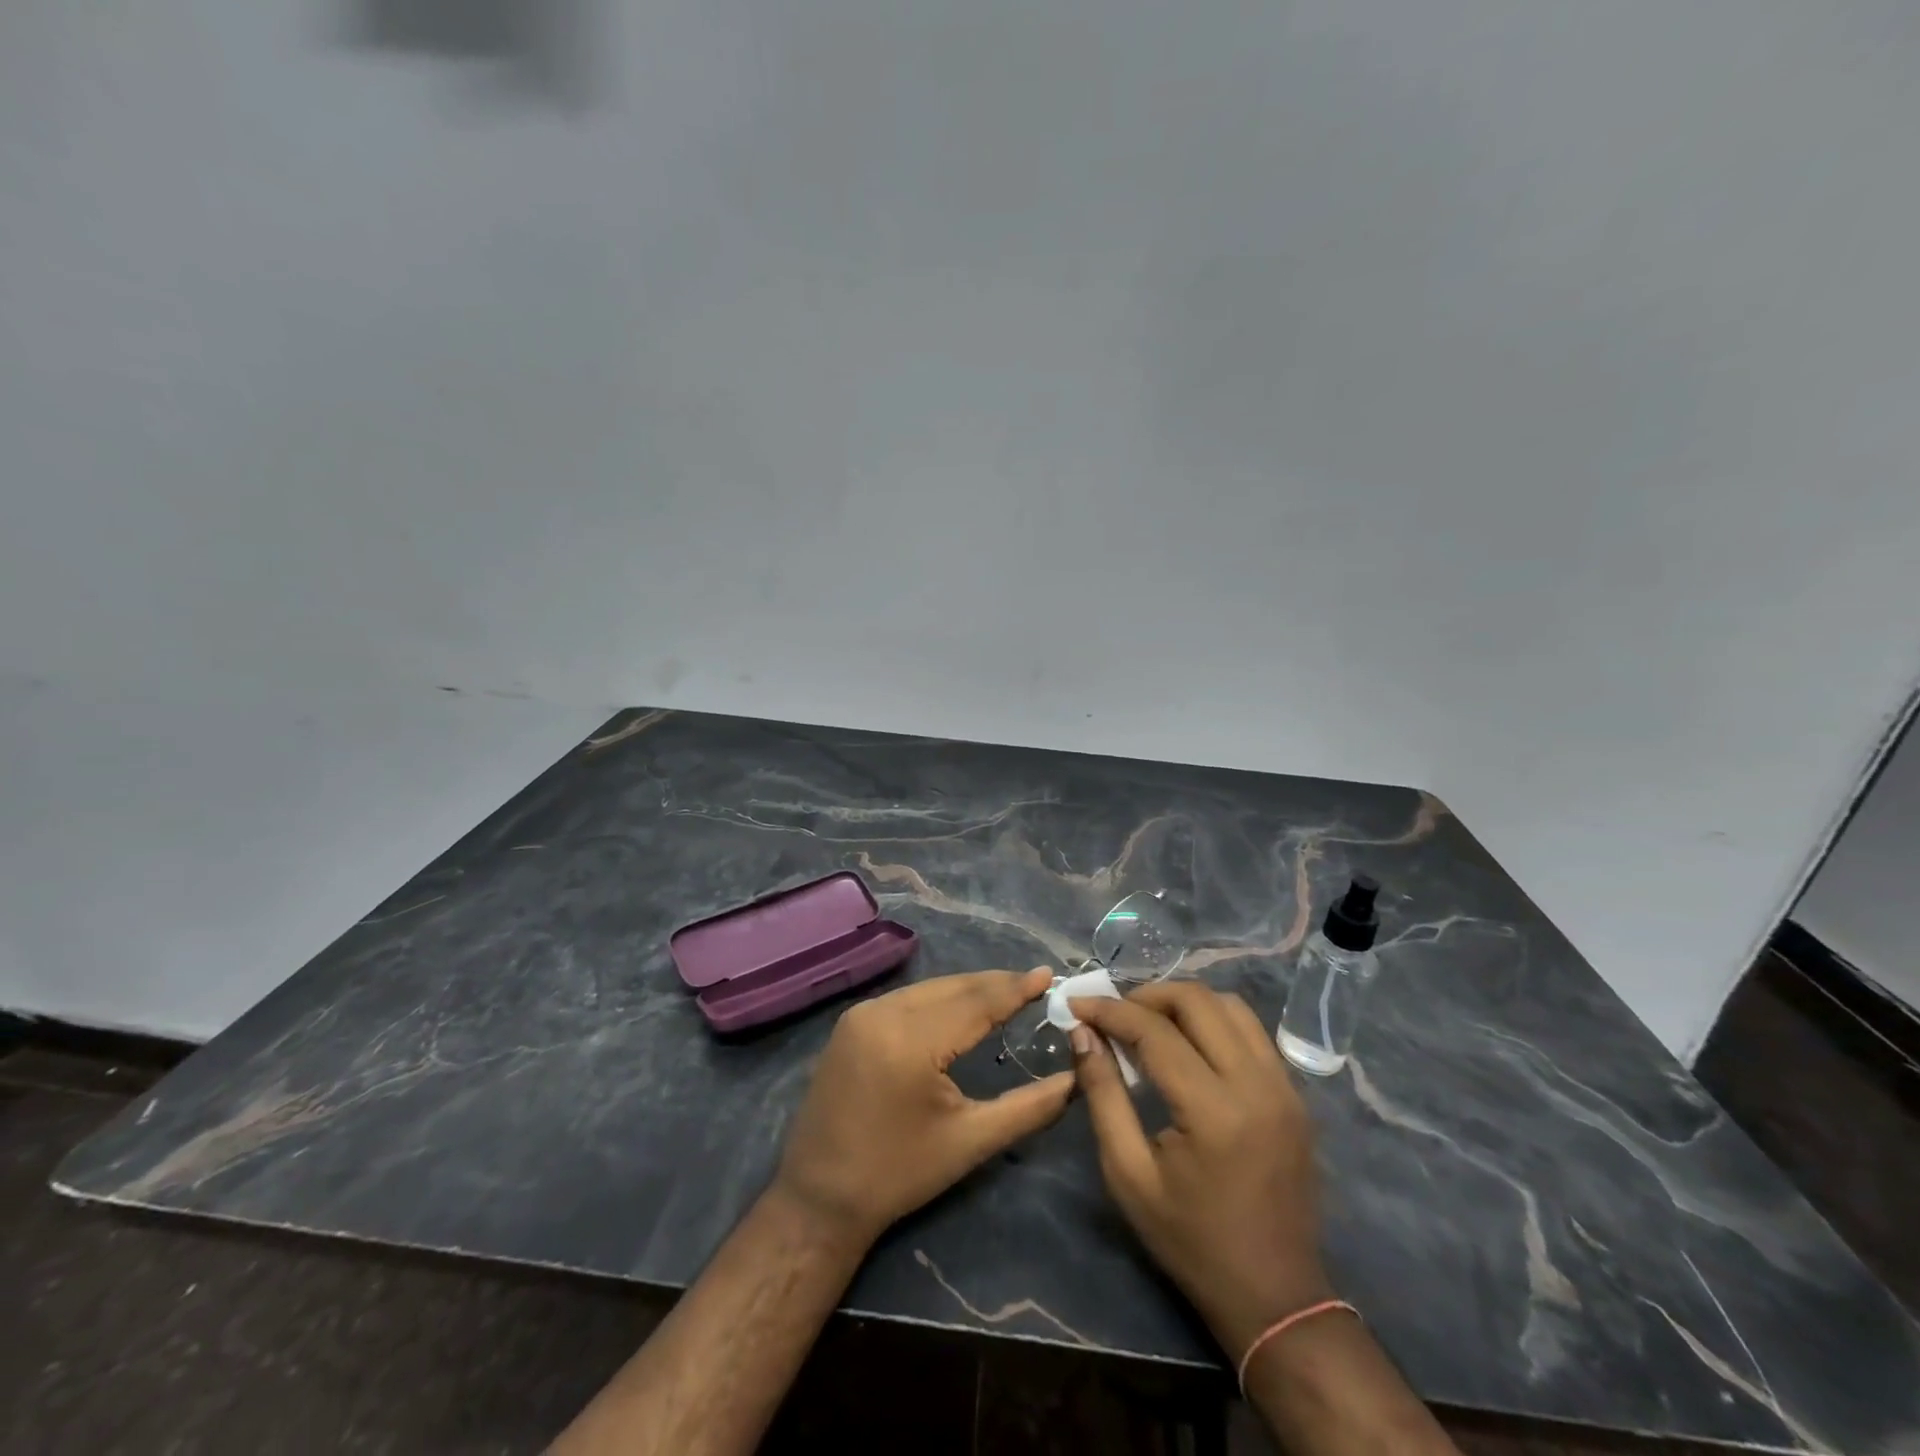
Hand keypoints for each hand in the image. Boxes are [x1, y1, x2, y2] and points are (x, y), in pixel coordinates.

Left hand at [773, 968, 1072, 1246]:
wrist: (820, 1198)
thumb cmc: (899, 1174)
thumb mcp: (970, 1142)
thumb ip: (1028, 1108)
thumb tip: (1075, 1080)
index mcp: (911, 1041)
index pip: (976, 1003)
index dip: (1016, 988)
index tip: (1050, 974)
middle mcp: (883, 1013)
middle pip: (953, 988)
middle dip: (996, 984)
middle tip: (1036, 982)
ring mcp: (862, 1013)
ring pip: (930, 989)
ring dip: (968, 989)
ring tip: (1007, 991)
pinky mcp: (852, 1022)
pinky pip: (907, 999)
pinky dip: (940, 999)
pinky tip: (961, 1007)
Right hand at [1070, 982, 1332, 1358]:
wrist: (1275, 1296)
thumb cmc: (1191, 1240)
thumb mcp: (1129, 1174)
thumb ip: (1103, 1094)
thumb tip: (1082, 1033)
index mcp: (1215, 1112)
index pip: (1156, 1031)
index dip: (1110, 1010)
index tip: (1077, 1005)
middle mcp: (1258, 1085)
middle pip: (1198, 1001)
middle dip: (1147, 995)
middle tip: (1113, 1013)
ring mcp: (1285, 1087)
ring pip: (1231, 1005)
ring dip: (1183, 1002)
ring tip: (1148, 1021)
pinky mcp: (1295, 1094)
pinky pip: (1251, 1031)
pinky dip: (1214, 1020)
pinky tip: (1188, 1042)